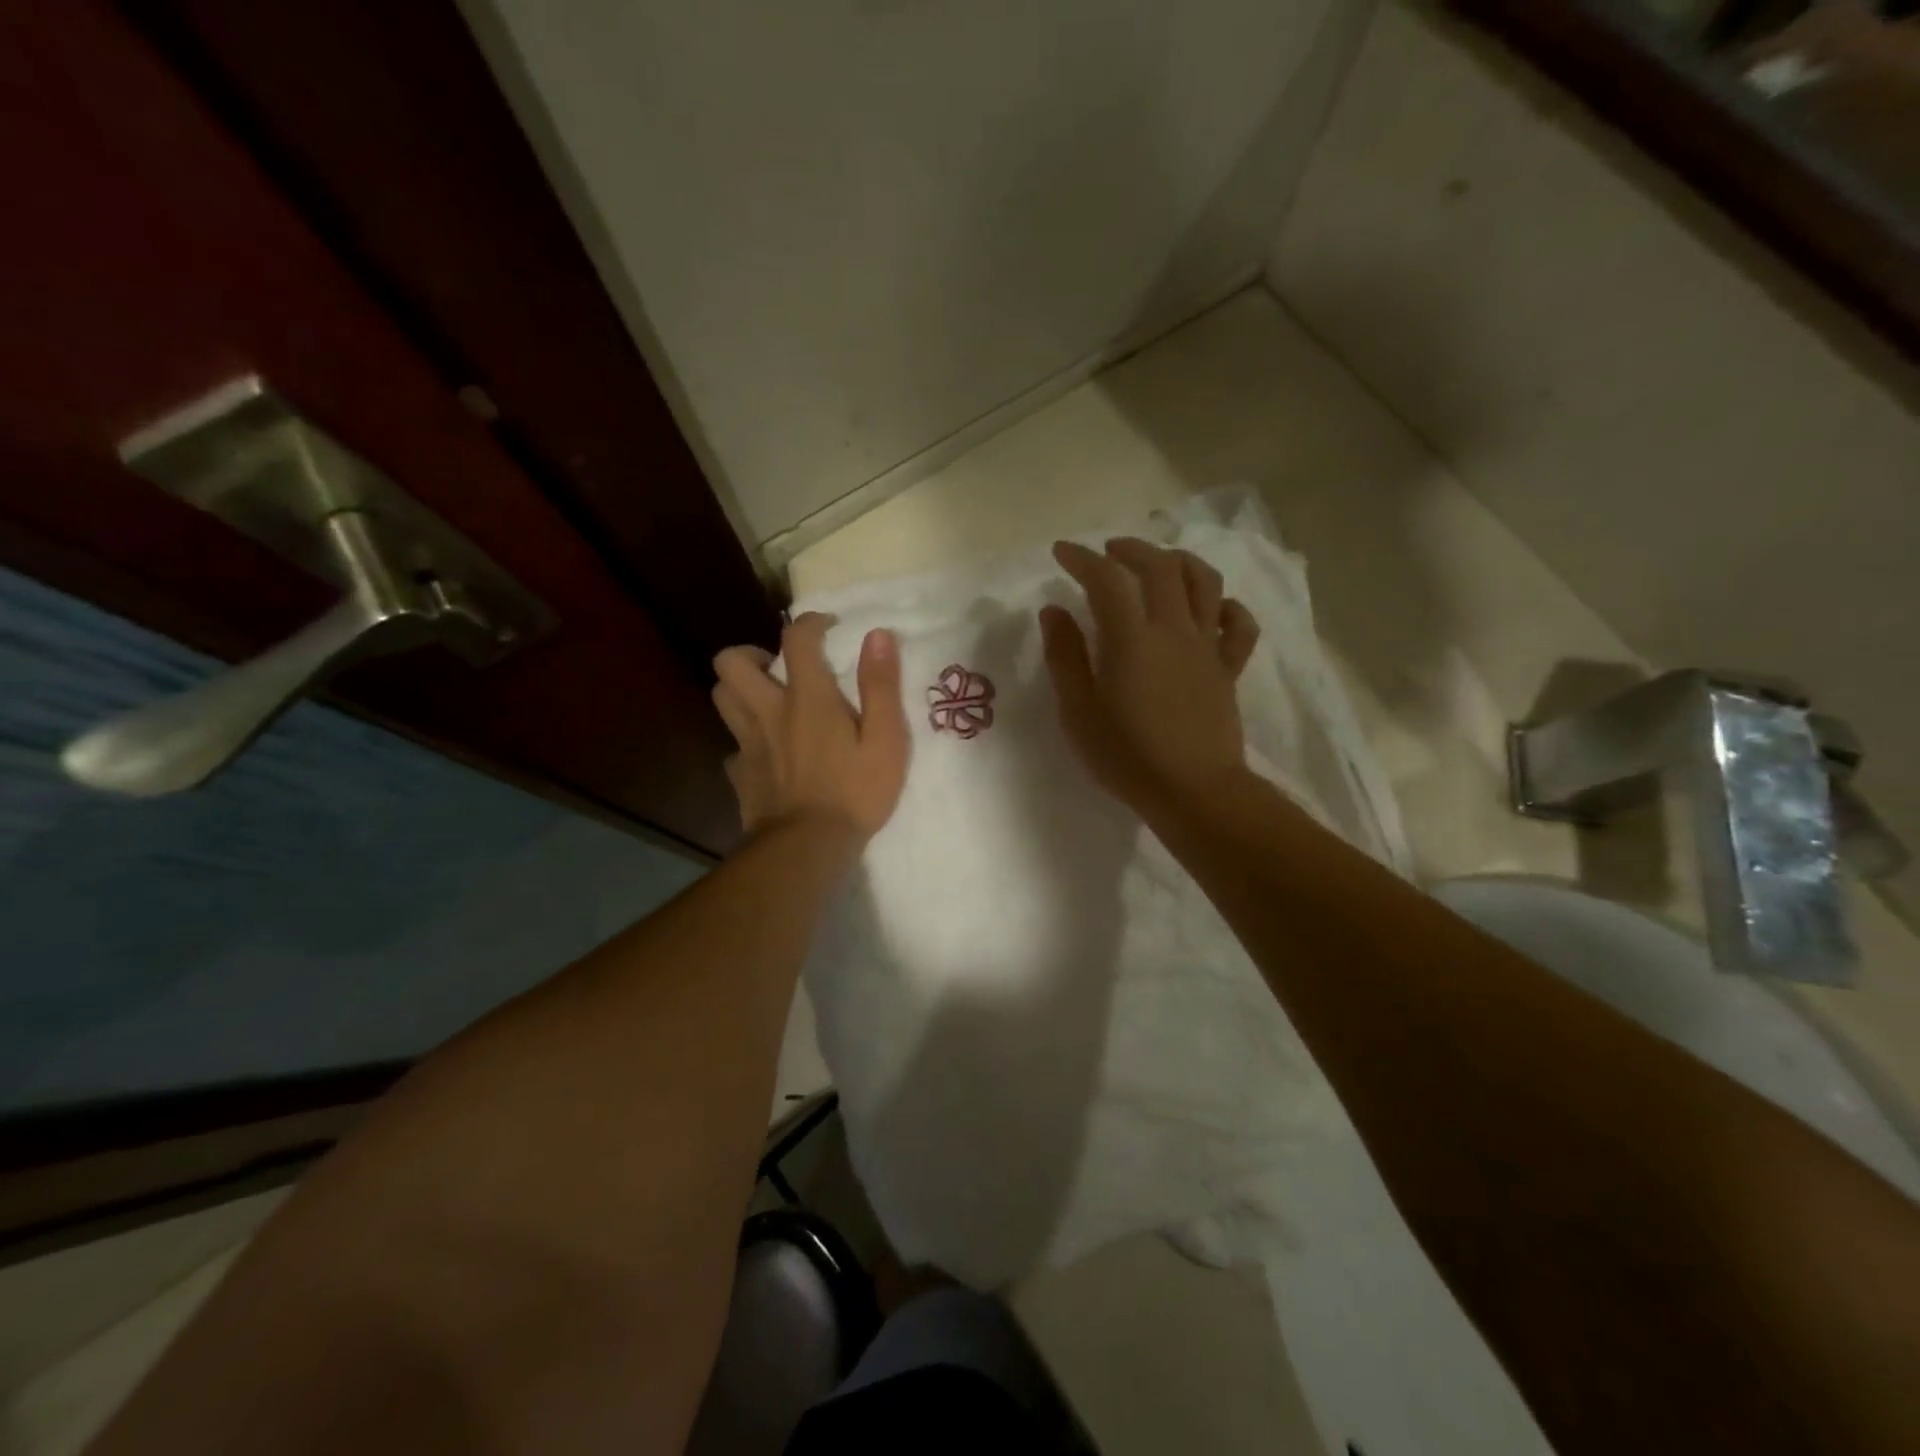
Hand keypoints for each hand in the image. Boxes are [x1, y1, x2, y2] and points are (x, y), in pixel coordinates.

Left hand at [711, 614, 910, 841]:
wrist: (808, 848)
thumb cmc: (855, 792)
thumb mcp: (886, 739)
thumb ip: (881, 686)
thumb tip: (878, 635)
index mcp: (806, 698)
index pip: (796, 639)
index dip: (810, 623)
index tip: (828, 628)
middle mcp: (768, 711)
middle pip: (731, 662)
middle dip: (750, 653)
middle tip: (777, 667)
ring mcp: (748, 744)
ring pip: (721, 697)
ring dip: (738, 689)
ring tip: (766, 700)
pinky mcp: (740, 775)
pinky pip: (732, 747)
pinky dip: (745, 742)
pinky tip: (765, 754)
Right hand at [1040, 538, 1259, 820]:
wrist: (1194, 793)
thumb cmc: (1127, 757)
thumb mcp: (1078, 712)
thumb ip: (1065, 657)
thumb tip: (1054, 611)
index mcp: (1132, 639)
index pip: (1107, 579)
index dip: (1082, 558)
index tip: (1062, 553)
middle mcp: (1174, 630)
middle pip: (1160, 566)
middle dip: (1131, 549)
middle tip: (1108, 553)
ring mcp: (1207, 647)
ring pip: (1205, 582)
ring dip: (1179, 562)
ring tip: (1159, 564)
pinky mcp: (1229, 668)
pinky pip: (1238, 625)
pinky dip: (1226, 606)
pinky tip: (1210, 608)